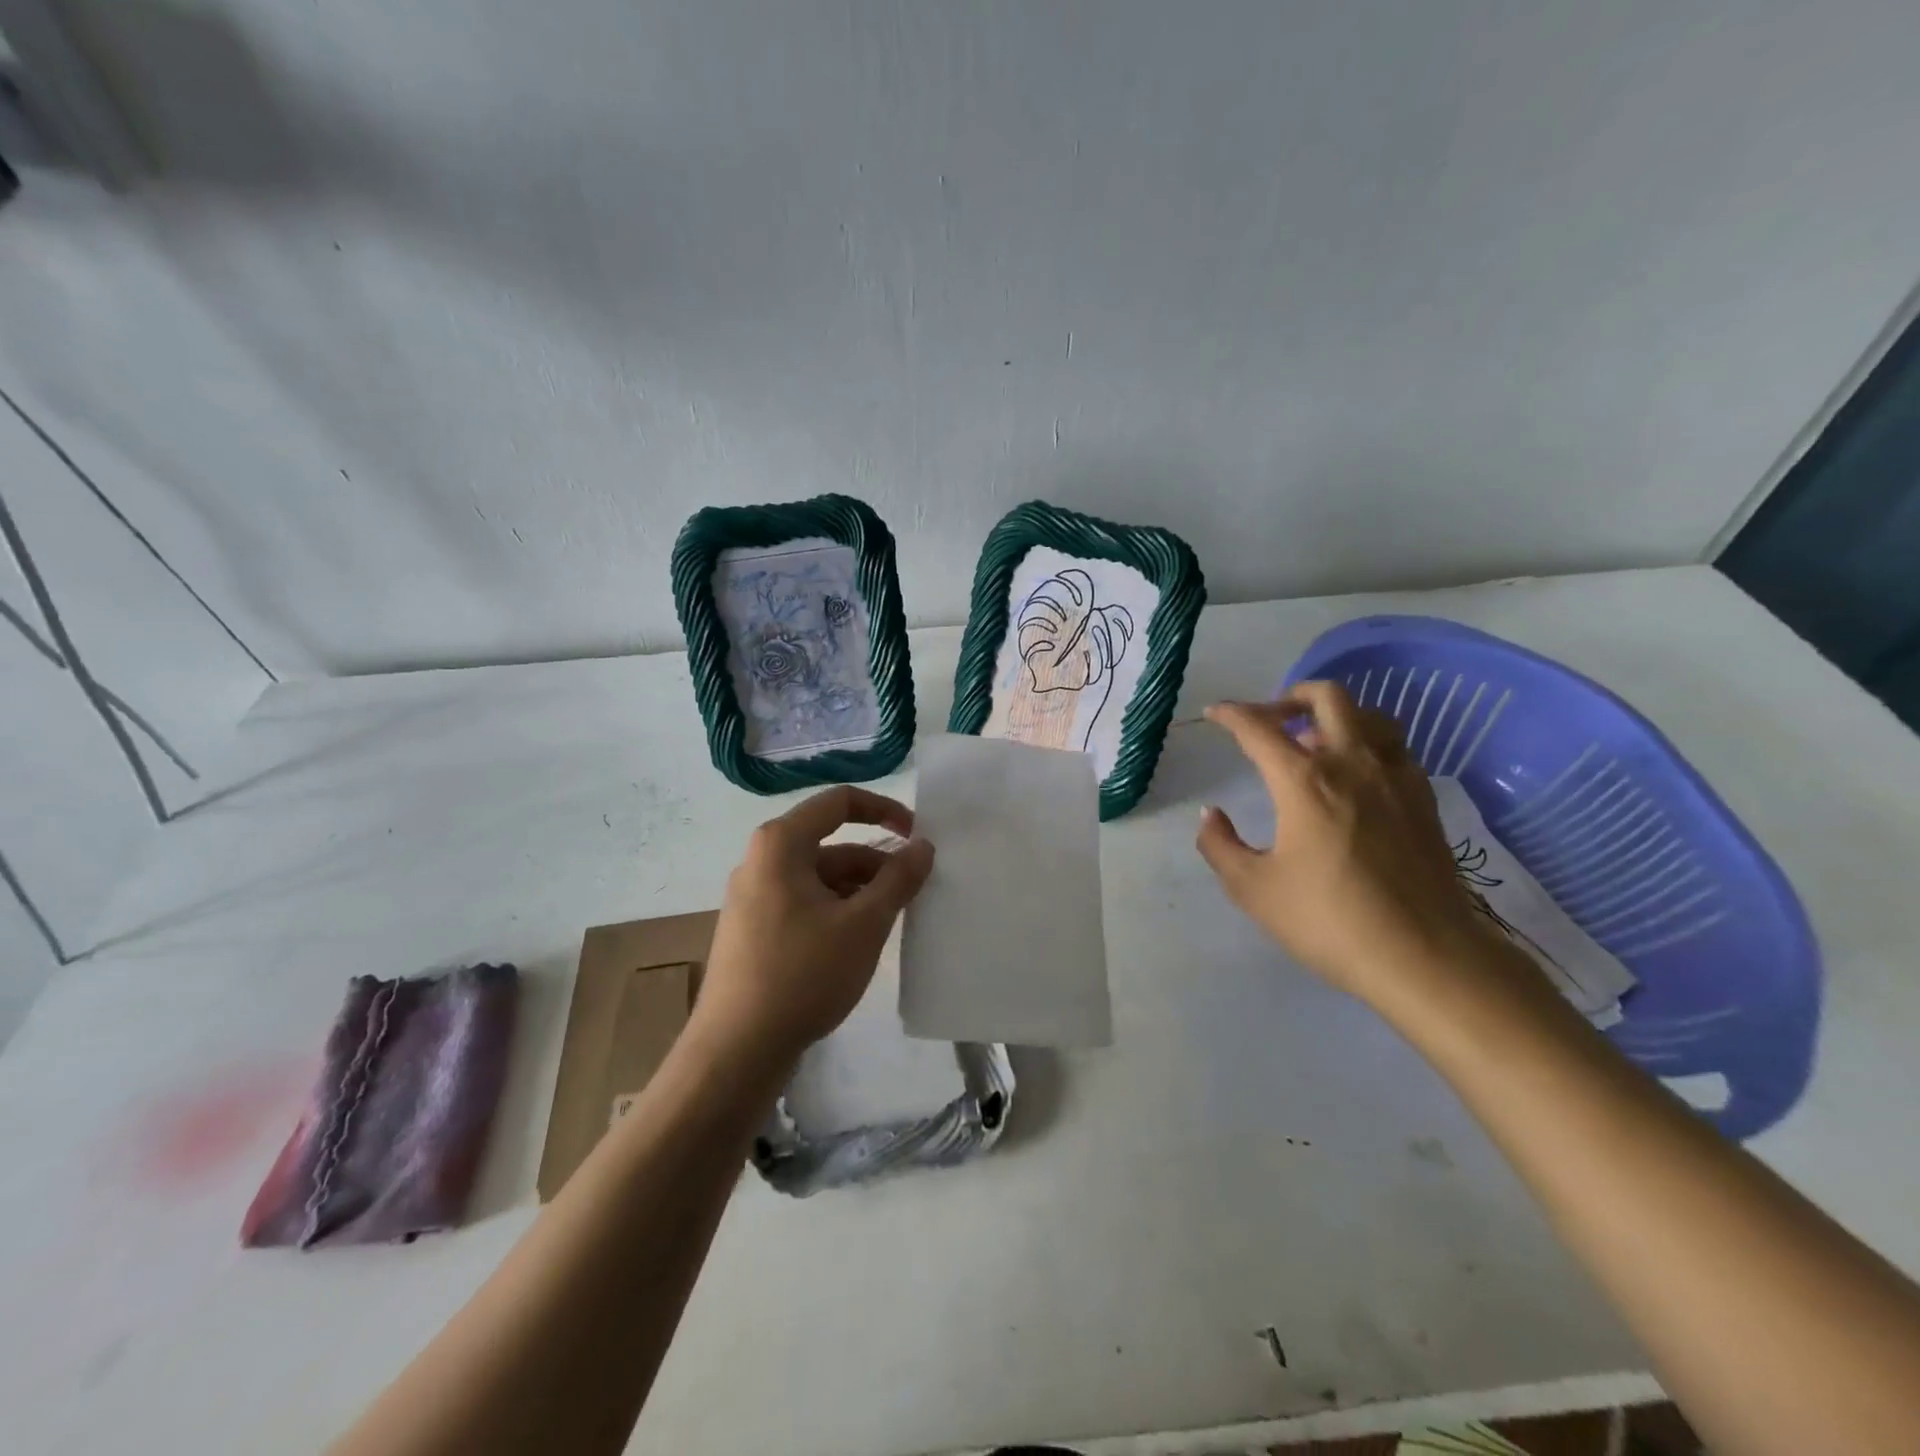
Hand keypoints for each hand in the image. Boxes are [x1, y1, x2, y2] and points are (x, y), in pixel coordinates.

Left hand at [697, 786, 935, 1063]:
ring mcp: (753, 897)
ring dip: (860, 891)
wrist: (736, 1050)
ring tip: (892, 922)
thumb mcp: (863, 924)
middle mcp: (761, 860)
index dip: (884, 810)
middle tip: (913, 892)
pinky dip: (837, 911)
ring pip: (820, 878)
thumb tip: (922, 846)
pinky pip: (804, 903)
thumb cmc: (803, 974)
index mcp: (781, 844)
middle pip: (831, 844)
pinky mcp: (753, 930)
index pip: (839, 802)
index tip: (916, 836)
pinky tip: (859, 943)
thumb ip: (898, 879)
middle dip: (876, 863)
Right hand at [1196, 682, 1487, 1001]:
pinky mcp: (1424, 800)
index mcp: (1304, 780)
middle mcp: (1352, 763)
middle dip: (1290, 696)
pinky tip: (1356, 776)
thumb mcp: (1253, 889)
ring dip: (1335, 716)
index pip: (1258, 728)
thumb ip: (1220, 845)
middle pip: (1326, 697)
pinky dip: (1367, 744)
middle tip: (1270, 719)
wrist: (1425, 955)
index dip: (1231, 715)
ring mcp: (1396, 777)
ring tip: (1314, 743)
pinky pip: (1394, 748)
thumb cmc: (1328, 920)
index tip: (1214, 714)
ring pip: (1370, 716)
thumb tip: (1211, 815)